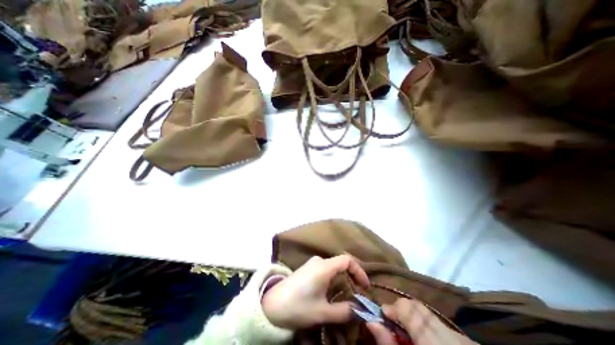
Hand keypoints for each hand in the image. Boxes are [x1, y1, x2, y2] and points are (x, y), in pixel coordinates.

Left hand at [260, 254, 365, 329]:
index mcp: (324, 266)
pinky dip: (334, 278)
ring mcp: (312, 263)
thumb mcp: (322, 312)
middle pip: (341, 262)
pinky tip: (333, 291)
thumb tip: (360, 310)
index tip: (365, 287)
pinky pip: (326, 269)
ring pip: (333, 266)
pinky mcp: (307, 269)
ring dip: (343, 278)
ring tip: (348, 294)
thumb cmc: (298, 306)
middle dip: (352, 276)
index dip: (359, 271)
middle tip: (359, 293)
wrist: (271, 305)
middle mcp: (319, 261)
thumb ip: (344, 311)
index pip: (347, 260)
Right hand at [367, 299, 477, 343]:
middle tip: (395, 327)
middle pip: (415, 306)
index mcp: (431, 339)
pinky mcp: (467, 340)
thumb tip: (371, 321)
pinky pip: (440, 323)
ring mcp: (461, 337)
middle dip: (401, 311)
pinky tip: (427, 342)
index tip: (384, 317)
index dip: (391, 309)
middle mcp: (448, 333)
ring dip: (413, 318)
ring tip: (410, 335)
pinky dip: (427, 326)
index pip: (405, 307)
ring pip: (427, 312)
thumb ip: (389, 344)